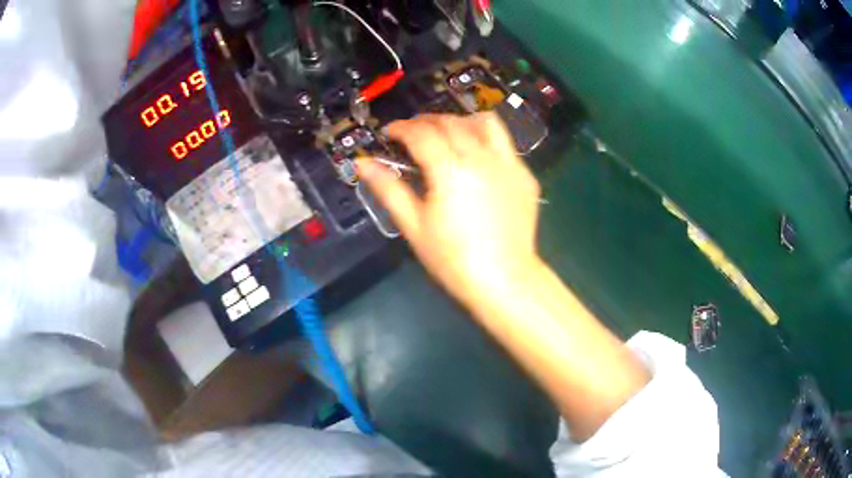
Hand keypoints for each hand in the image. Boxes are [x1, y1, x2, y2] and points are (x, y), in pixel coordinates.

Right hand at [358, 113, 542, 305]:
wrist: (504, 280)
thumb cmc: (453, 259)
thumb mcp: (414, 226)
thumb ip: (388, 189)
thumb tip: (363, 163)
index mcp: (450, 169)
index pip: (422, 133)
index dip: (402, 128)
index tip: (390, 133)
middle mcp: (482, 157)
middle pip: (451, 122)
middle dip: (427, 121)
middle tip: (413, 133)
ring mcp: (509, 164)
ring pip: (485, 123)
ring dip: (461, 121)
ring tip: (448, 135)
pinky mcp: (525, 176)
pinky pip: (505, 144)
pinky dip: (486, 140)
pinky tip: (477, 159)